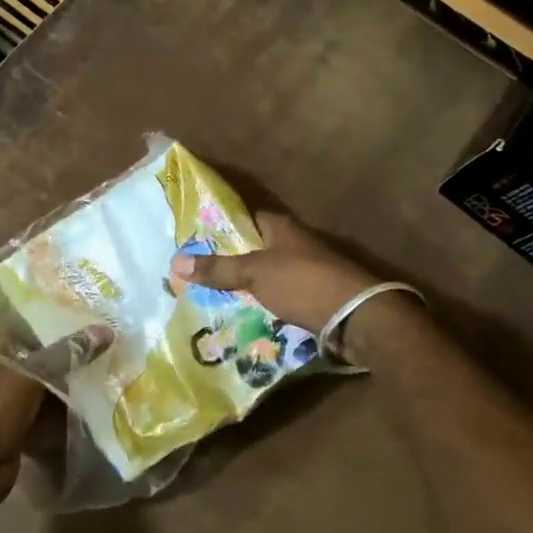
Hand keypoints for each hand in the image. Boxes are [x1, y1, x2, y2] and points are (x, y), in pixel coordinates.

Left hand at [0, 326, 113, 518]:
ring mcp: (10, 405)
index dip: (56, 318)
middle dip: (71, 355)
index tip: (91, 311)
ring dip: (74, 387)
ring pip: (48, 391)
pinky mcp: (21, 434)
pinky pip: (51, 420)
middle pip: (41, 359)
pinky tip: (101, 409)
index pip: (28, 325)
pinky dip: (71, 417)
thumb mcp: (30, 373)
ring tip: (114, 371)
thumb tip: (106, 330)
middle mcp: (1, 373)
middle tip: (113, 341)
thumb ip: (67, 353)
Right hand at [172, 211, 414, 363]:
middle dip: (232, 257)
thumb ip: (217, 269)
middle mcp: (296, 242)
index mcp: (282, 227)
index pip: (247, 216)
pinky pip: (282, 295)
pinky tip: (245, 313)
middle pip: (257, 246)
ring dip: (248, 283)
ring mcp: (308, 269)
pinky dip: (265, 301)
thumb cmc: (303, 283)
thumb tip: (174, 261)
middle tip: (197, 270)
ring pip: (269, 272)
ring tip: (213, 294)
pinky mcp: (316, 295)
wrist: (357, 316)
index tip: (196, 236)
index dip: (223, 224)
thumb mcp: (254, 274)